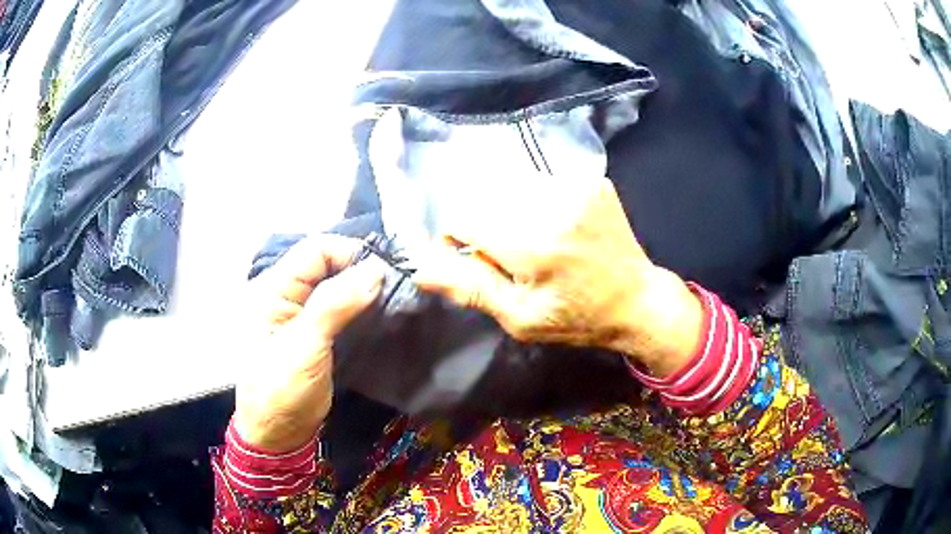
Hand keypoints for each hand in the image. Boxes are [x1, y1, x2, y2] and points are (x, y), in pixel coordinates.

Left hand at [233, 235, 384, 452]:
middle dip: (360, 269)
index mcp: (274, 289)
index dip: (348, 253)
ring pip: (337, 287)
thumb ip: (335, 305)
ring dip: (364, 289)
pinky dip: (361, 308)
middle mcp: (288, 295)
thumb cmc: (281, 391)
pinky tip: (382, 314)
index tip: (384, 271)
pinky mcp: (318, 334)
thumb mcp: (304, 347)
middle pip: (328, 264)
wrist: (278, 435)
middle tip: (396, 284)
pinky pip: (341, 309)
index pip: (315, 250)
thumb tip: (375, 270)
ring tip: (394, 298)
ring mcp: (303, 316)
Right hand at [412, 174, 702, 376]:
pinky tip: (554, 227)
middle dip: (483, 225)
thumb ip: (470, 288)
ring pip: (511, 186)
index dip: (454, 237)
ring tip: (534, 242)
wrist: (637, 301)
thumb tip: (419, 265)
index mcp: (534, 246)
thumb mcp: (520, 319)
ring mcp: (577, 187)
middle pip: (485, 197)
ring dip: (508, 211)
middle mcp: (554, 205)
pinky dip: (534, 201)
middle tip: (507, 255)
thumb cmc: (577, 319)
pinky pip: (541, 181)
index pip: (463, 219)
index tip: (467, 256)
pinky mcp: (591, 181)